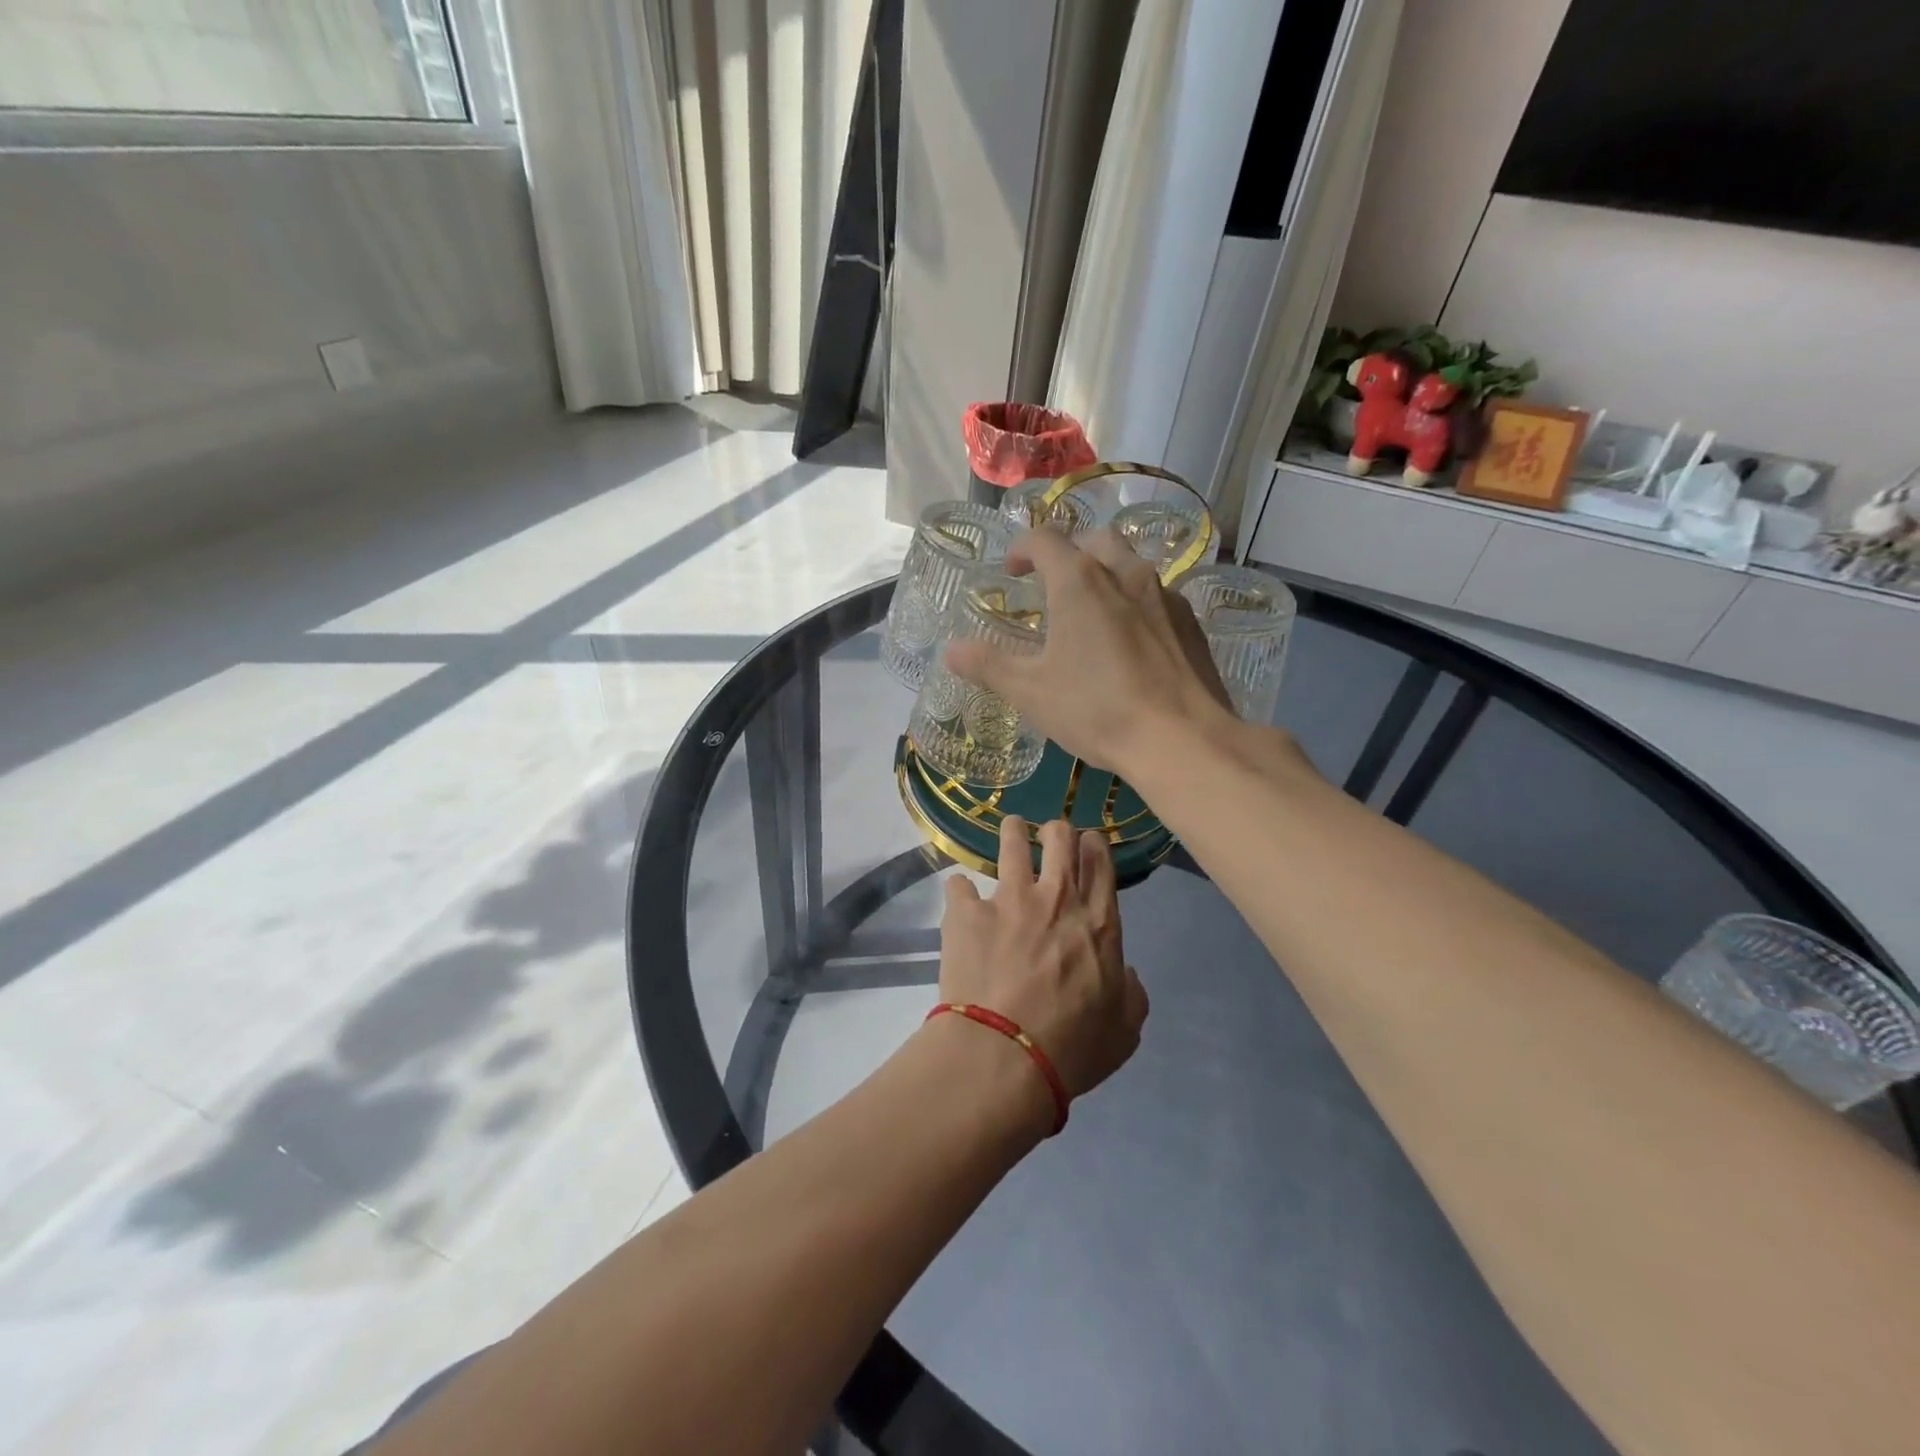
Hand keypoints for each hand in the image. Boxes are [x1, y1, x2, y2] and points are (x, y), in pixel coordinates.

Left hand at [937, 815, 1147, 1105]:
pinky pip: (959, 884)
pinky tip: (960, 899)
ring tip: (1010, 830)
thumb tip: (1125, 972)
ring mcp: (1008, 900)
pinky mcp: (966, 912)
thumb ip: (1131, 994)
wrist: (1006, 1055)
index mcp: (1097, 922)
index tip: (1087, 842)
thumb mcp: (1124, 1031)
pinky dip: (960, 890)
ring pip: (1012, 841)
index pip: (1100, 862)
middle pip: (1060, 838)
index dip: (1093, 844)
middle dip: (1056, 830)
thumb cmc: (1073, 1048)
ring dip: (1013, 832)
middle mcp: (1055, 898)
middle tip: (1049, 836)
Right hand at [945, 528, 1234, 775]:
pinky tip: (1132, 639)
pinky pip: (1158, 595)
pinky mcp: (1191, 623)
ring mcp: (1165, 595)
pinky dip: (1137, 602)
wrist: (1181, 739)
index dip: (1022, 547)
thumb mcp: (1030, 692)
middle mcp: (1125, 573)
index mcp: (1079, 581)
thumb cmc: (1096, 709)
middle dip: (1069, 552)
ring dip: (1107, 573)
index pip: (1044, 539)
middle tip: (1053, 584)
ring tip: (1093, 609)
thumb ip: (988, 665)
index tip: (1012, 570)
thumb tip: (952, 650)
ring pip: (1131, 564)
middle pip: (1094, 539)